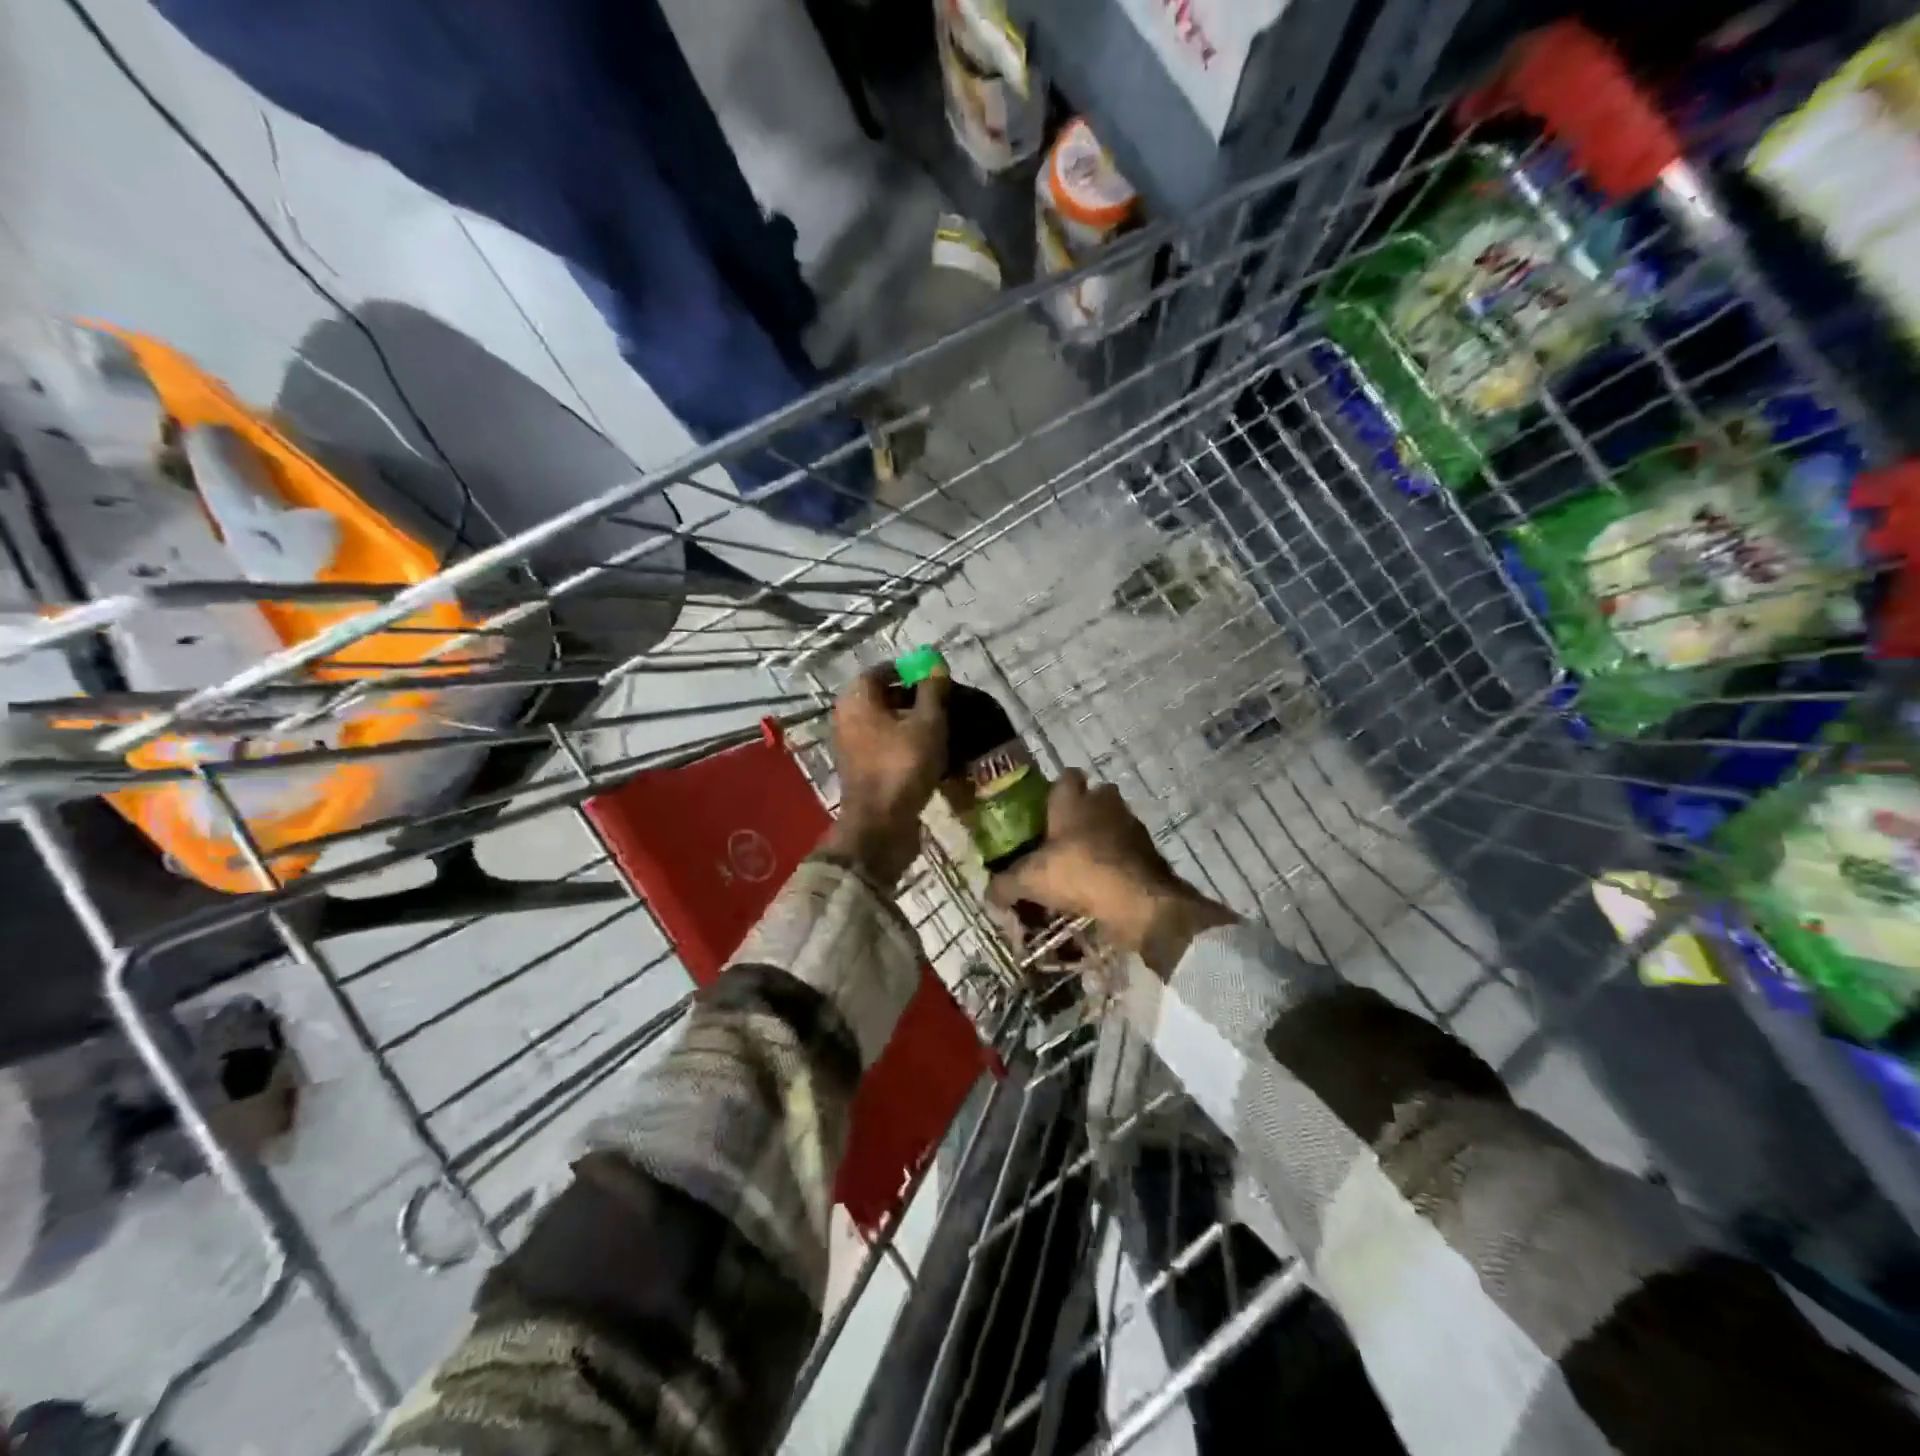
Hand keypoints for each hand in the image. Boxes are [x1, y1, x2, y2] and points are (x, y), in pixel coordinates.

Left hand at [821, 666, 947, 885]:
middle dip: (912, 698)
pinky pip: (882, 745)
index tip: (936, 680)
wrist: (880, 824)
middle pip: (881, 697)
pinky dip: (902, 744)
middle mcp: (845, 717)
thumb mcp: (927, 723)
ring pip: (883, 723)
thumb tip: (935, 663)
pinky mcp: (858, 769)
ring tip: (940, 730)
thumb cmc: (903, 765)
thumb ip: (932, 690)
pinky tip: (927, 753)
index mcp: (856, 698)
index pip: (881, 670)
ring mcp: (849, 745)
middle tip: (942, 704)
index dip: (909, 671)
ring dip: (909, 723)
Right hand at [988, 770, 1233, 973]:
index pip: (1067, 776)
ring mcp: (1131, 825)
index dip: (1058, 788)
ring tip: (1085, 862)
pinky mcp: (1149, 851)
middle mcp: (1104, 804)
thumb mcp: (1030, 880)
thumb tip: (989, 893)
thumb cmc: (1079, 873)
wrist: (1138, 900)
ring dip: (1104, 835)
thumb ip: (1005, 884)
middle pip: (1096, 794)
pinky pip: (1130, 848)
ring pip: (1115, 820)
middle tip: (1066, 835)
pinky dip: (1119, 859)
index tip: (1047, 806)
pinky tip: (1105, 882)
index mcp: (1073, 801)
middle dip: (1085, 809)